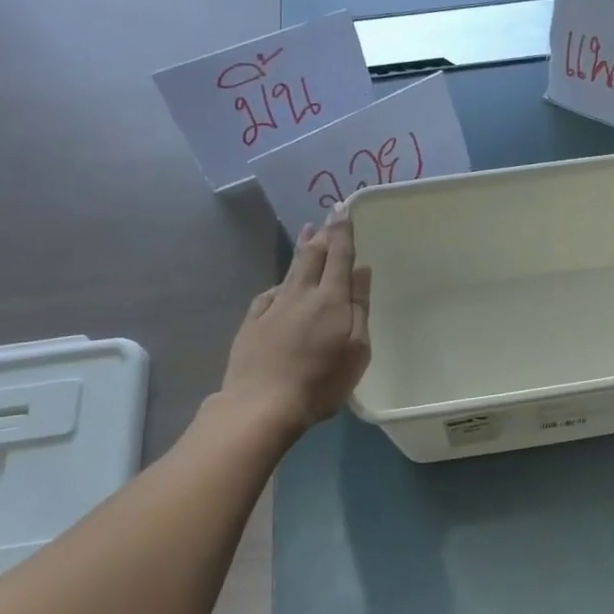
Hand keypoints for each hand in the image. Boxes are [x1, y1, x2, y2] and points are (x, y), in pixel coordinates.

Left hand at [221, 207, 371, 430]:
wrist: (262, 405)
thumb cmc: (321, 381)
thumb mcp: (357, 349)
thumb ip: (359, 307)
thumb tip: (361, 271)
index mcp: (331, 299)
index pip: (339, 256)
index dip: (342, 231)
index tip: (343, 209)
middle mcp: (300, 295)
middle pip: (312, 257)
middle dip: (322, 235)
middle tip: (326, 216)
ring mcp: (273, 308)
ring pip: (290, 270)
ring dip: (301, 249)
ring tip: (307, 233)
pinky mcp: (252, 324)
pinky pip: (269, 294)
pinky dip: (280, 283)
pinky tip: (280, 284)